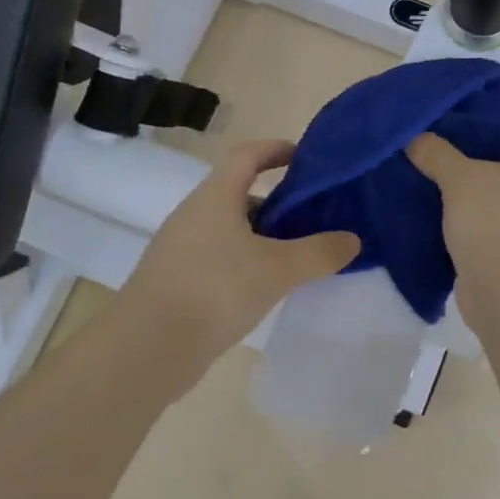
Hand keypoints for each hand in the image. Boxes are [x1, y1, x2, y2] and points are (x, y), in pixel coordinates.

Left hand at [118, 139, 359, 354]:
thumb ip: (320, 252)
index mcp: (215, 197)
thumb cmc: (215, 290)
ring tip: (299, 257)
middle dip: (279, 202)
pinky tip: (267, 288)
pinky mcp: (177, 280)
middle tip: (315, 217)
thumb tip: (352, 239)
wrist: (147, 348)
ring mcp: (182, 248)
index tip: (306, 158)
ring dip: (264, 236)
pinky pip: (220, 258)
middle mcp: (194, 215)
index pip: (247, 155)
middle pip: (241, 193)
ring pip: (231, 229)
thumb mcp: (278, 269)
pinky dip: (247, 262)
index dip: (276, 149)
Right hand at [406, 126, 499, 284]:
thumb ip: (436, 153)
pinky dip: (478, 226)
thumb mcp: (458, 177)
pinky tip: (445, 226)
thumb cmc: (494, 219)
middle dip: (474, 167)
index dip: (482, 134)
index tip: (449, 141)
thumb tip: (416, 137)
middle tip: (437, 166)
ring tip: (435, 194)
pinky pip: (499, 228)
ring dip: (474, 199)